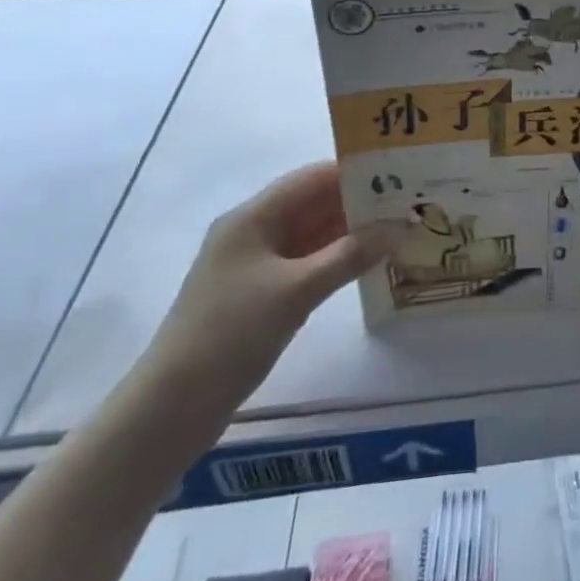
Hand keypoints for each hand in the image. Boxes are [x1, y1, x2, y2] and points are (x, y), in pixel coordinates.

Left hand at [140, 163, 396, 416]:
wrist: (171, 408)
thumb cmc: (230, 334)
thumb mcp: (296, 291)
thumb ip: (350, 255)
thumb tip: (400, 227)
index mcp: (252, 218)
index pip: (311, 178)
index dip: (354, 172)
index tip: (399, 173)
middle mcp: (253, 232)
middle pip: (313, 204)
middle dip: (358, 203)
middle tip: (409, 203)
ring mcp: (255, 265)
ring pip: (312, 235)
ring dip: (350, 233)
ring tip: (398, 229)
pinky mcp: (260, 295)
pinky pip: (307, 263)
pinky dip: (336, 260)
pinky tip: (368, 263)